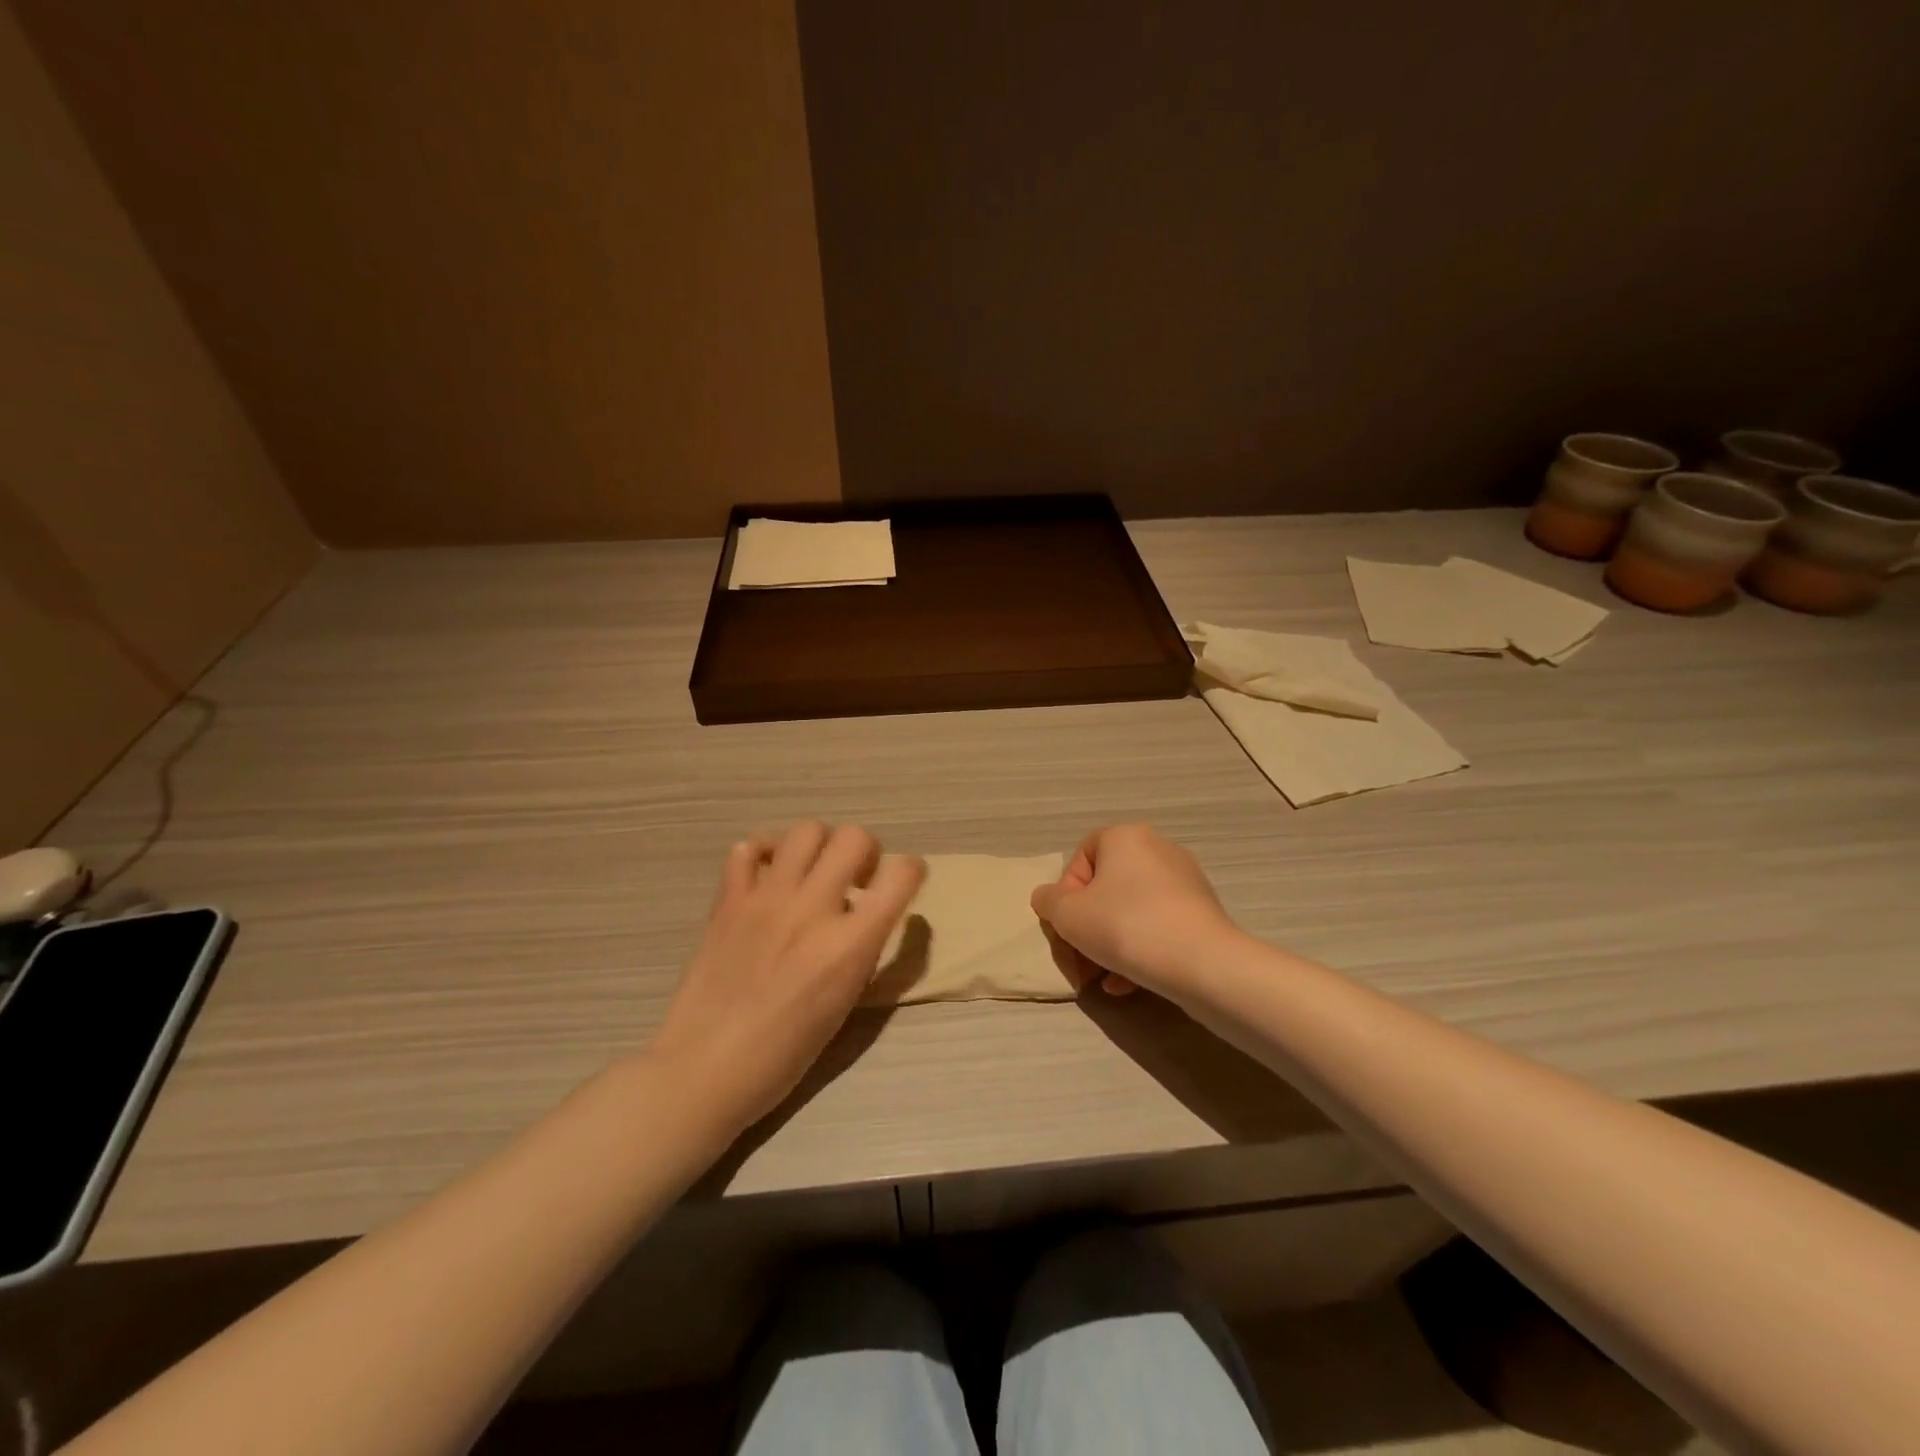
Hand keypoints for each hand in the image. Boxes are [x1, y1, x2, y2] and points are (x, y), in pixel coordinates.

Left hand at [648, 823, 923, 1131]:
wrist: (704, 1068)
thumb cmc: (784, 1054)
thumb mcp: (845, 1005)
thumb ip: (863, 950)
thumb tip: (870, 913)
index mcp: (848, 946)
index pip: (900, 876)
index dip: (912, 869)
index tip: (904, 879)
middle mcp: (811, 910)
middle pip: (854, 838)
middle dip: (866, 852)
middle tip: (855, 880)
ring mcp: (766, 899)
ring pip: (806, 831)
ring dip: (820, 847)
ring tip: (812, 874)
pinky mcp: (729, 900)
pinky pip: (747, 849)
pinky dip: (763, 853)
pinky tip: (767, 878)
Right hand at [1031, 824, 1238, 1001]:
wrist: (1203, 964)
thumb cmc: (1126, 927)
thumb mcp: (1068, 916)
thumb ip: (1049, 902)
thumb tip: (1048, 898)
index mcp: (1126, 837)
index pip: (1082, 854)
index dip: (1067, 891)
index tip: (1068, 923)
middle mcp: (1158, 849)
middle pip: (1108, 886)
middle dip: (1089, 925)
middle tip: (1080, 958)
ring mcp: (1186, 881)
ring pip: (1133, 910)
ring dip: (1111, 943)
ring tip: (1102, 978)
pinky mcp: (1203, 912)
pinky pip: (1159, 926)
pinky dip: (1140, 950)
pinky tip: (1127, 984)